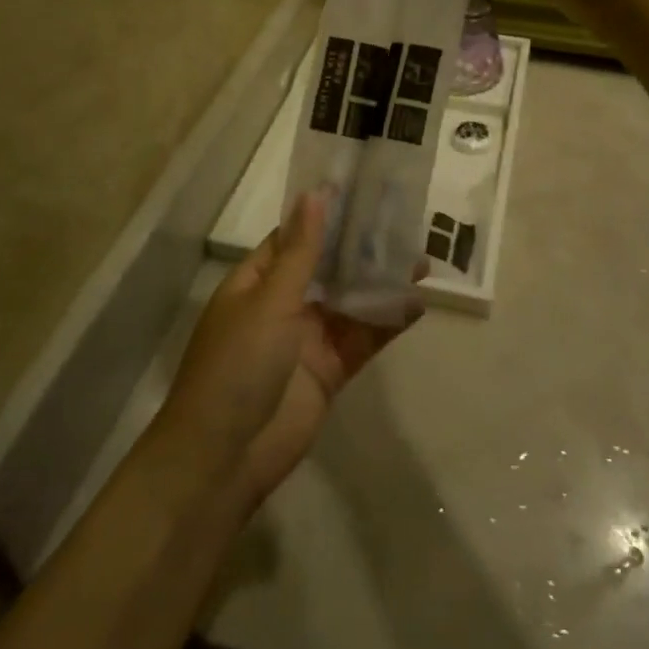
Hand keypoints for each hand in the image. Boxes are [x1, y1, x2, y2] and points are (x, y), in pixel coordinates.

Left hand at [155, 191, 421, 506]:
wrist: (225, 456)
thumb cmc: (238, 364)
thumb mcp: (269, 300)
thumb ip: (301, 252)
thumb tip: (314, 194)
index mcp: (257, 282)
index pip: (295, 237)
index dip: (326, 215)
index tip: (362, 191)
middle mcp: (283, 305)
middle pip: (328, 267)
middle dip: (362, 248)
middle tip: (405, 223)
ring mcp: (307, 339)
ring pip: (350, 301)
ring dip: (381, 282)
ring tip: (422, 261)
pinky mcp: (330, 371)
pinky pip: (362, 338)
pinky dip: (387, 321)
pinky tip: (417, 303)